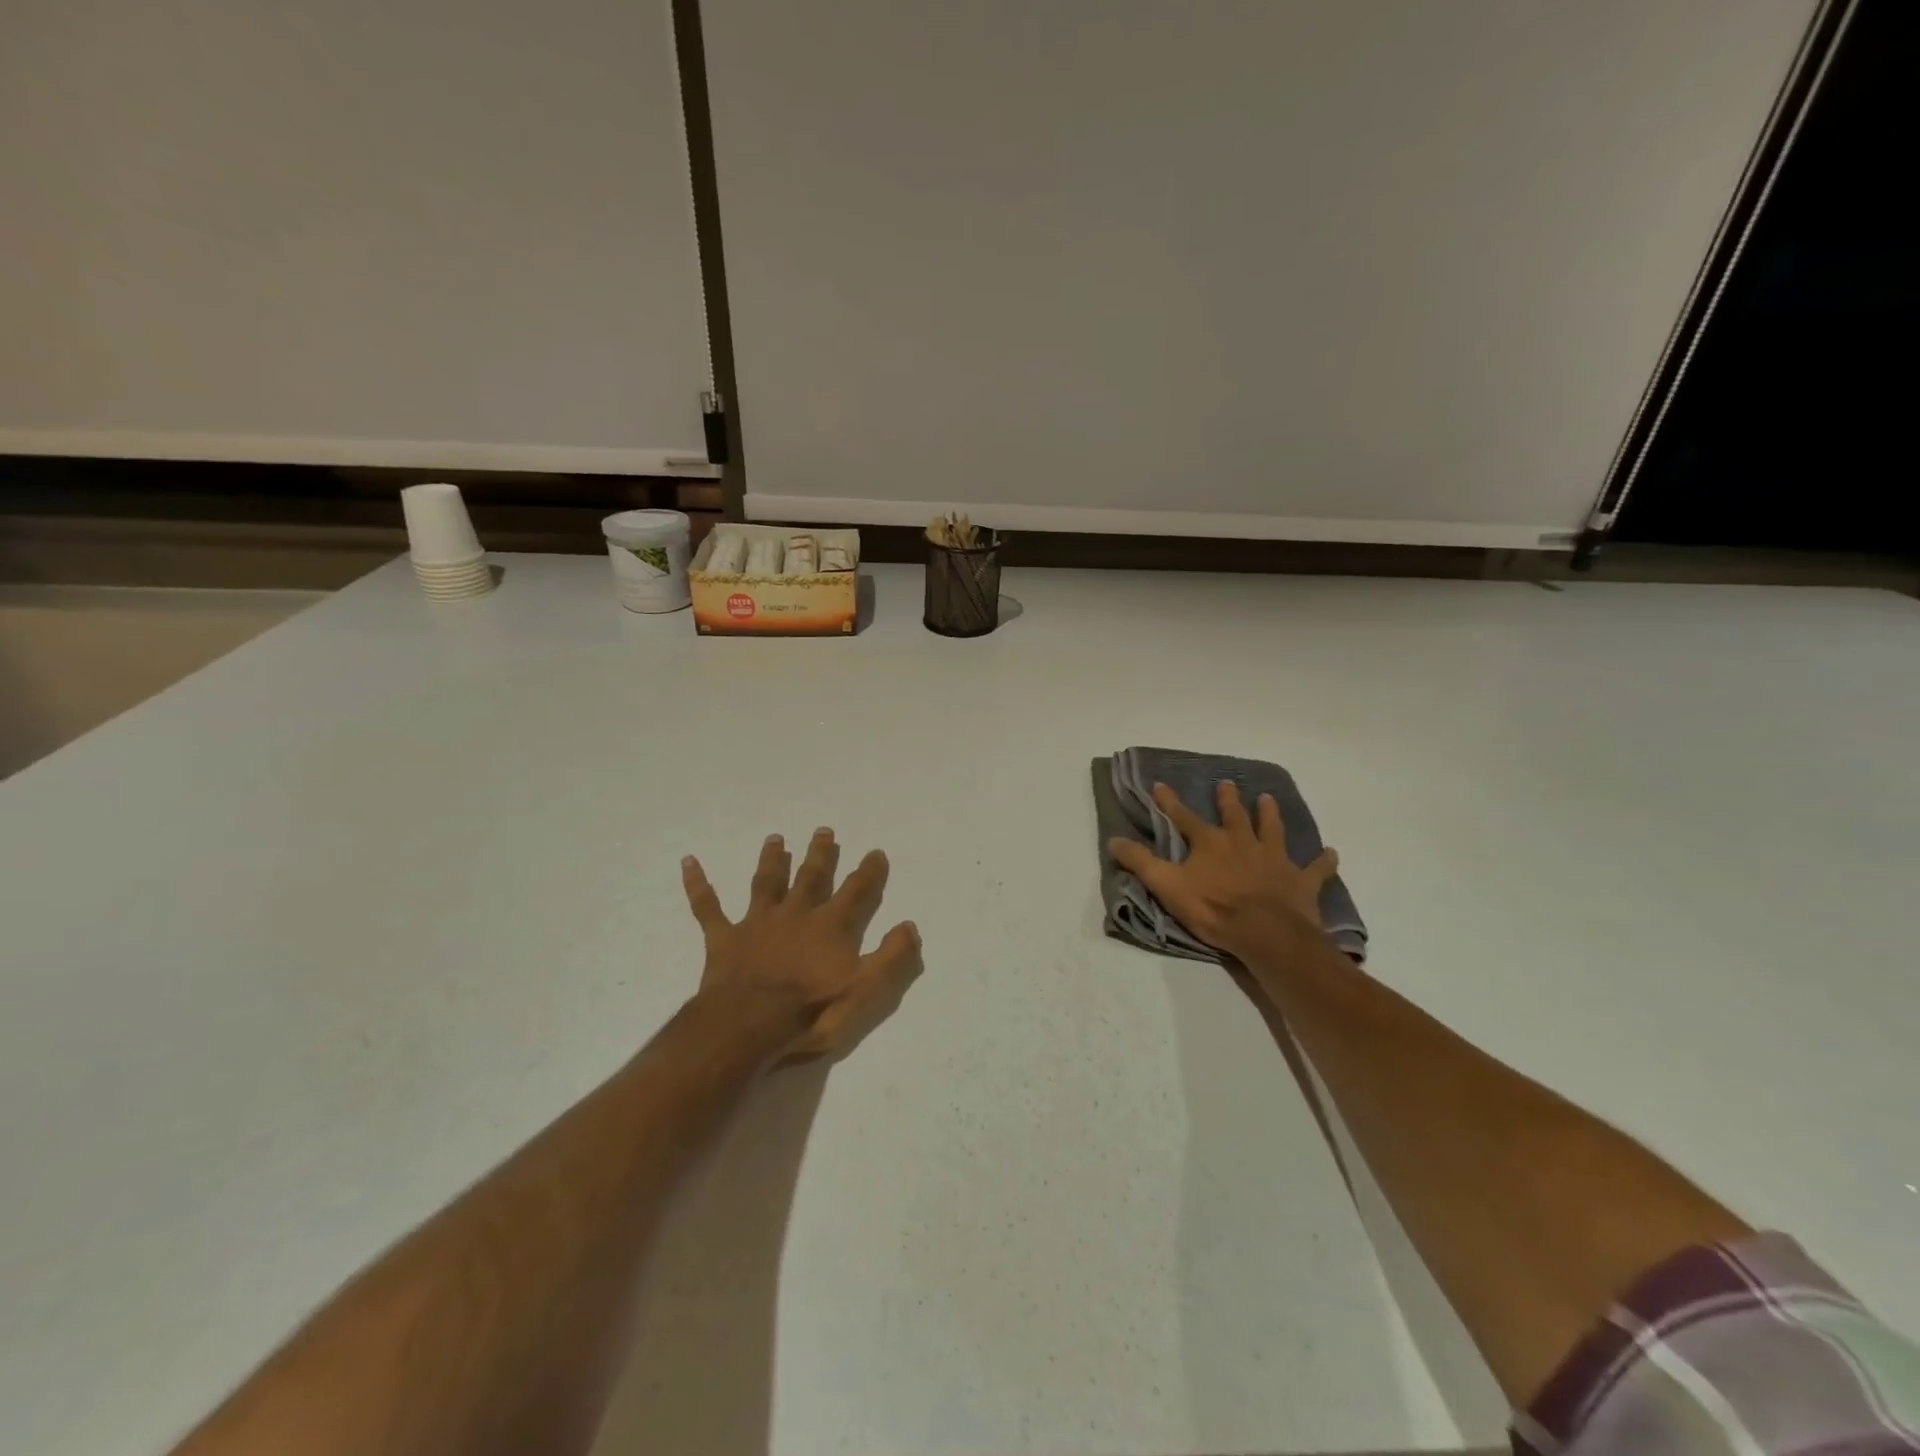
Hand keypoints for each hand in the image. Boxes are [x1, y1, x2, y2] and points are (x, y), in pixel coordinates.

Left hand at [682, 829, 922, 1061]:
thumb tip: (910, 926)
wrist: (748, 1026)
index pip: (856, 891)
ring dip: (772, 860)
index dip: (869, 872)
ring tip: (776, 839)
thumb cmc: (811, 1012)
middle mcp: (796, 914)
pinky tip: (688, 862)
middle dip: (820, 854)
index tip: (876, 852)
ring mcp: (757, 923)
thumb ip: (891, 958)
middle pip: (811, 877)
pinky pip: (708, 907)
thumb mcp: (864, 991)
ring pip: (766, 882)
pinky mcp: (724, 938)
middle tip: (824, 831)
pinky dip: (698, 885)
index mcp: (830, 926)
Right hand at [1108, 781, 1339, 959]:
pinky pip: (1315, 869)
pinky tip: (1331, 853)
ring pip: (1272, 830)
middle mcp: (1242, 843)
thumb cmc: (1213, 908)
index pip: (1183, 817)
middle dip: (1228, 799)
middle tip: (1227, 784)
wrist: (1265, 933)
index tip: (1160, 785)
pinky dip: (1323, 861)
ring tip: (1268, 799)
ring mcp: (1274, 860)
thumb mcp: (1166, 885)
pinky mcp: (1301, 881)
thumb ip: (1140, 863)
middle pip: (1234, 816)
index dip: (1169, 802)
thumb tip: (1113, 840)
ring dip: (1270, 815)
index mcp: (1210, 843)